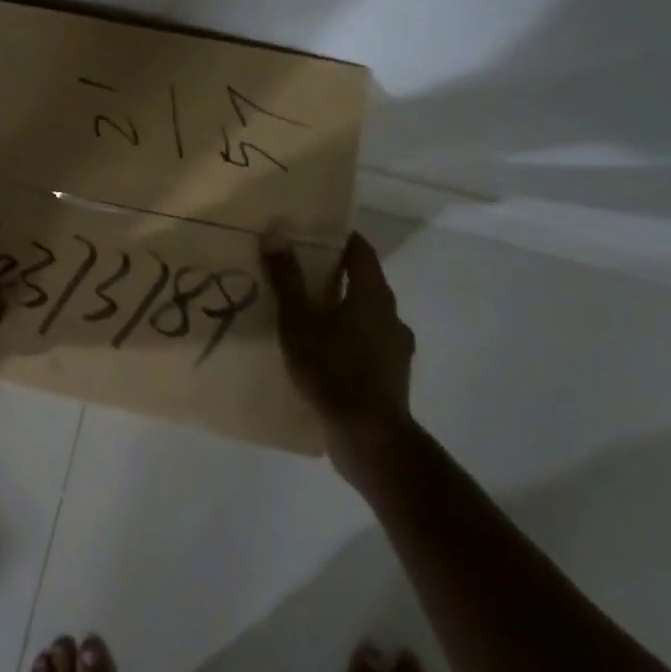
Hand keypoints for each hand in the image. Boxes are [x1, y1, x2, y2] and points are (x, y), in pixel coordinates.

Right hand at [260, 229, 415, 479]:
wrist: (370, 439)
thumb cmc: (333, 370)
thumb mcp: (299, 321)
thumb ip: (287, 277)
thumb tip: (276, 232)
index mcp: (373, 295)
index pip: (361, 251)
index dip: (338, 238)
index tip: (310, 233)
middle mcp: (390, 316)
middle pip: (362, 282)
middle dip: (332, 274)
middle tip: (297, 271)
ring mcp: (394, 349)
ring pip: (364, 316)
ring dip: (338, 310)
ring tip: (304, 315)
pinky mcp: (390, 377)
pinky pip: (364, 345)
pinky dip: (344, 340)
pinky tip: (320, 353)